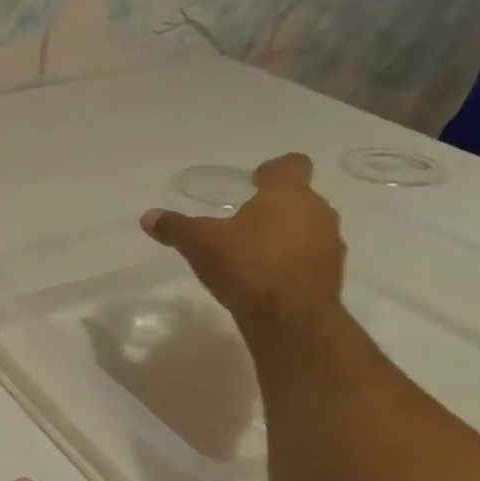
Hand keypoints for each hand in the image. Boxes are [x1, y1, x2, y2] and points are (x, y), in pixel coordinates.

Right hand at [141, 152, 345, 333]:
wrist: (289, 315)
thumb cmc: (246, 265)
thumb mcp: (199, 244)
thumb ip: (176, 228)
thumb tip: (149, 216)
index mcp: (287, 194)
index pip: (290, 165)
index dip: (273, 170)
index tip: (256, 180)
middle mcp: (317, 211)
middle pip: (298, 199)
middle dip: (273, 208)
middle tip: (243, 224)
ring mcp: (329, 242)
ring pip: (306, 228)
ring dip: (284, 236)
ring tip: (252, 254)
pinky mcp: (330, 272)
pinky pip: (309, 257)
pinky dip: (290, 262)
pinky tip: (266, 279)